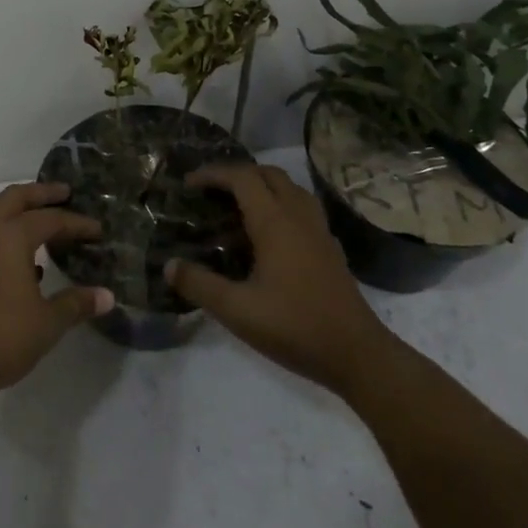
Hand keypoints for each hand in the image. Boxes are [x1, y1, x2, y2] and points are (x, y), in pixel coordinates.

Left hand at [0, 182, 112, 403]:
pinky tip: (21, 264)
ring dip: (19, 213)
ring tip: (42, 226)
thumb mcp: (48, 322)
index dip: (76, 223)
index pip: (49, 220)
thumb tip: (107, 296)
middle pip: (14, 198)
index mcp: (10, 237)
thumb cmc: (2, 337)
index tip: (97, 230)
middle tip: (64, 193)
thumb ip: (76, 304)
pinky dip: (4, 237)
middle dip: (41, 193)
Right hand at [167, 164, 392, 396]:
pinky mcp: (329, 246)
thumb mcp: (237, 311)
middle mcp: (298, 215)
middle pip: (268, 174)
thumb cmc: (295, 327)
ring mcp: (318, 229)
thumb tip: (169, 265)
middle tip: (211, 192)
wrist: (357, 353)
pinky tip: (269, 232)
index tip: (188, 184)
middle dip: (236, 174)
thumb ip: (200, 285)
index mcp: (275, 222)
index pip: (241, 177)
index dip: (213, 174)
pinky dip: (280, 203)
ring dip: (261, 185)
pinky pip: (302, 206)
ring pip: (289, 187)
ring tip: (238, 206)